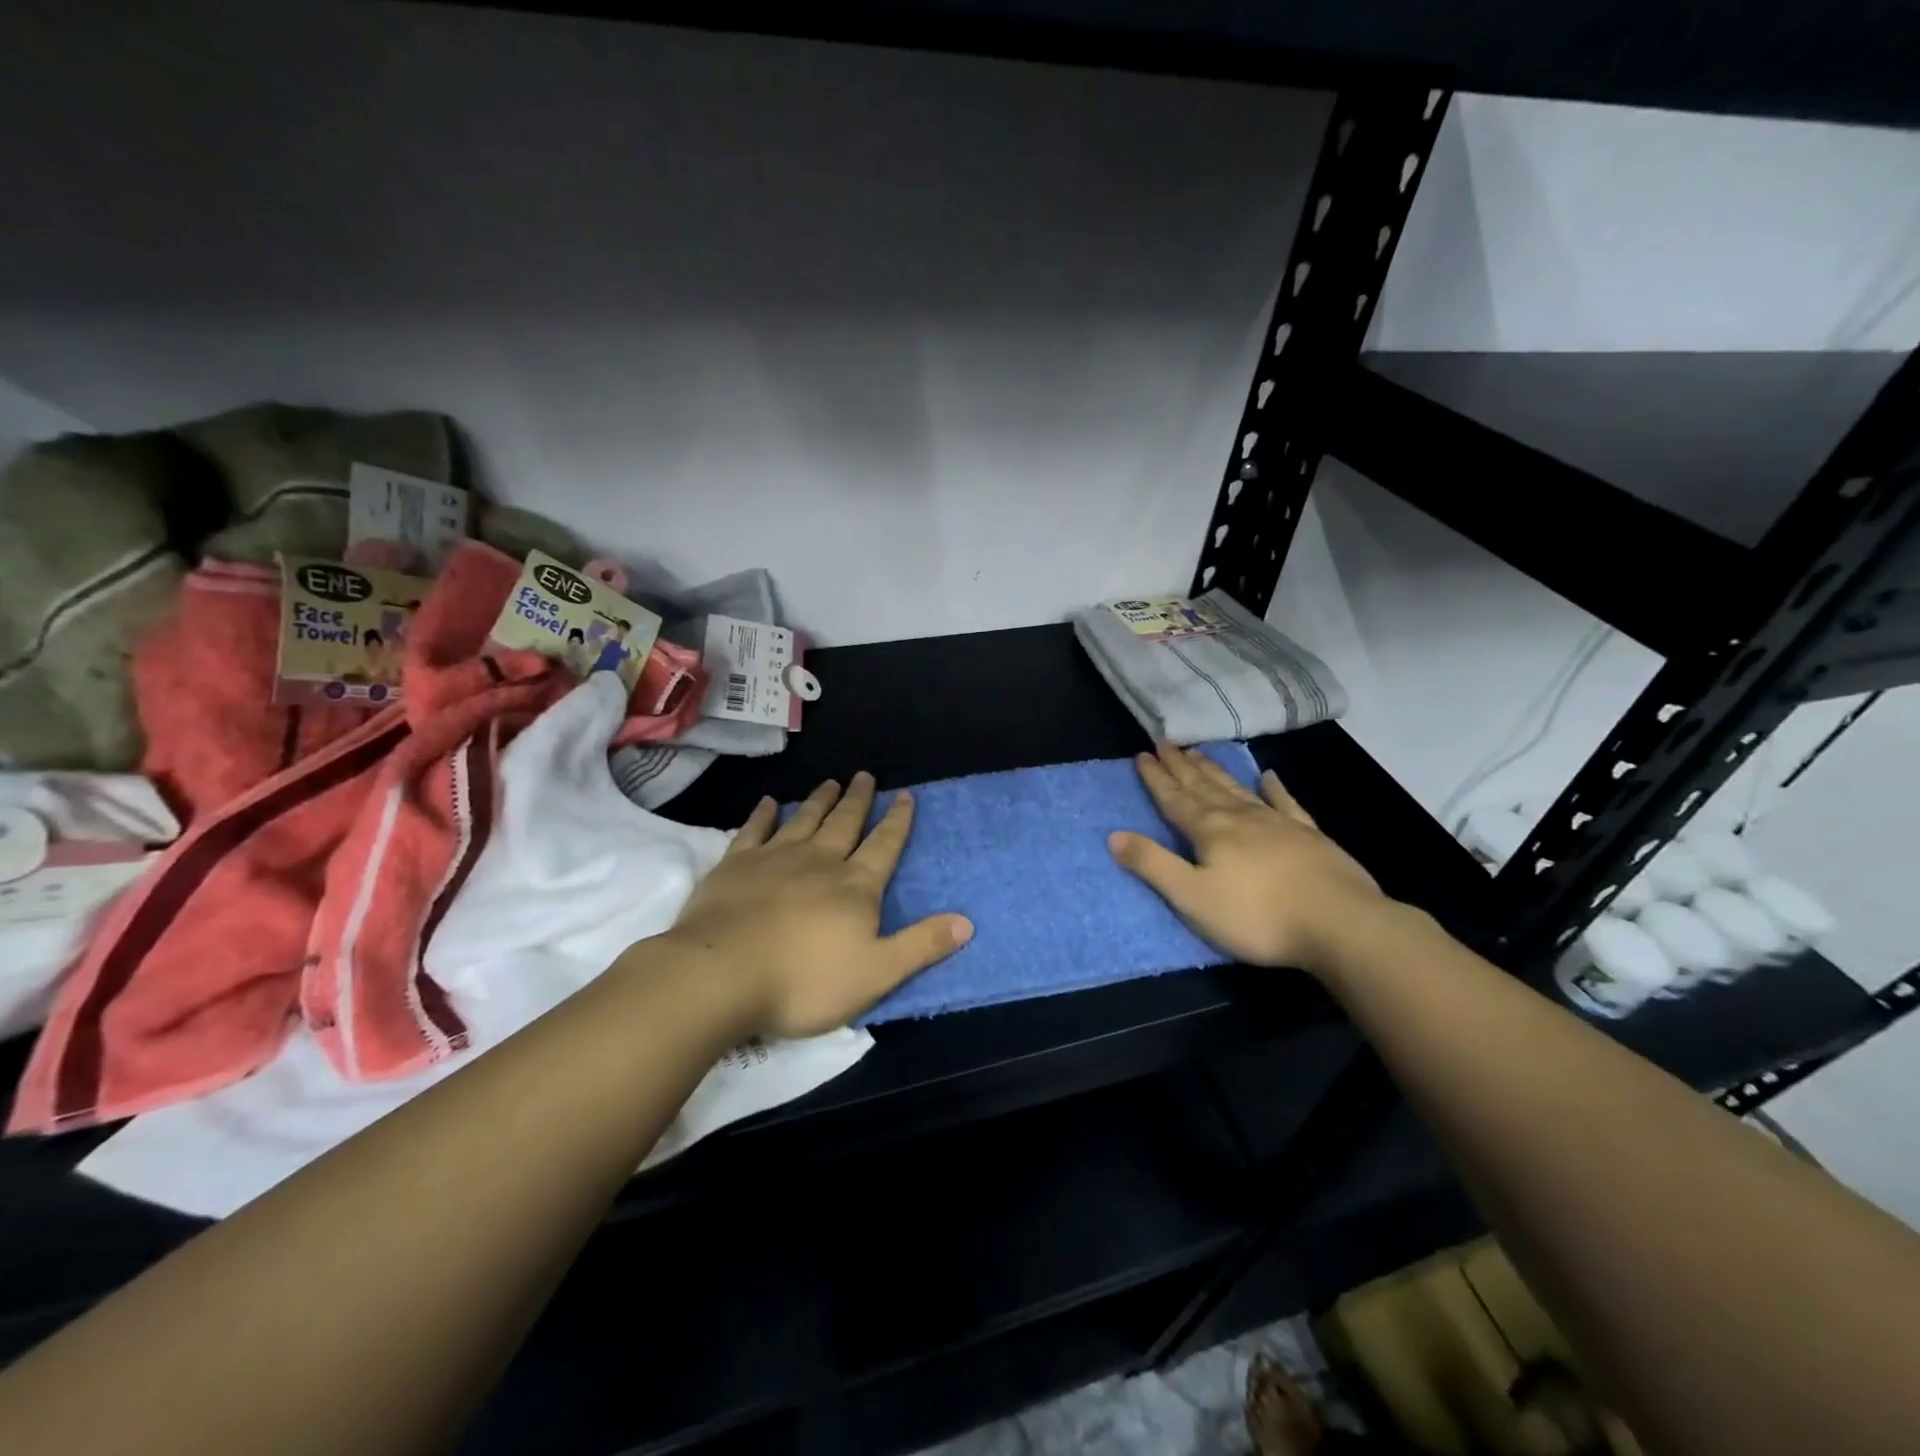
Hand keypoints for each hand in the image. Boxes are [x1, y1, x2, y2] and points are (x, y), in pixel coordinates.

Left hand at [661, 772, 973, 1037]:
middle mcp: (819, 861)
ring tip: (831, 782)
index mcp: (855, 886)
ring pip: (805, 820)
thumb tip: (968, 922)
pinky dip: (763, 815)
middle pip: (845, 823)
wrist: (721, 975)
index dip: (897, 821)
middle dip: (859, 800)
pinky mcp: (735, 865)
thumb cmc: (804, 981)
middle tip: (865, 775)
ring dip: (820, 800)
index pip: (884, 845)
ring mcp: (774, 859)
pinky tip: (768, 803)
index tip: (905, 795)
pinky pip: (753, 831)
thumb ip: (921, 945)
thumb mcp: (876, 974)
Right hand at [1109, 743, 1384, 973]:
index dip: (1156, 778)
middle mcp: (1240, 817)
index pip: (1175, 799)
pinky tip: (1269, 776)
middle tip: (1166, 742)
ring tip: (1199, 752)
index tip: (1142, 755)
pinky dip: (1275, 788)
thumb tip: (1113, 835)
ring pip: (1238, 789)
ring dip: (1215, 771)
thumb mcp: (1192, 897)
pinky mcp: (1310, 836)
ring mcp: (1278, 823)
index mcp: (1210, 831)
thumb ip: (1153, 864)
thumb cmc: (1257, 916)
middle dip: (1182, 766)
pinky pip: (1287, 804)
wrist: (1340, 924)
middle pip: (1204, 786)